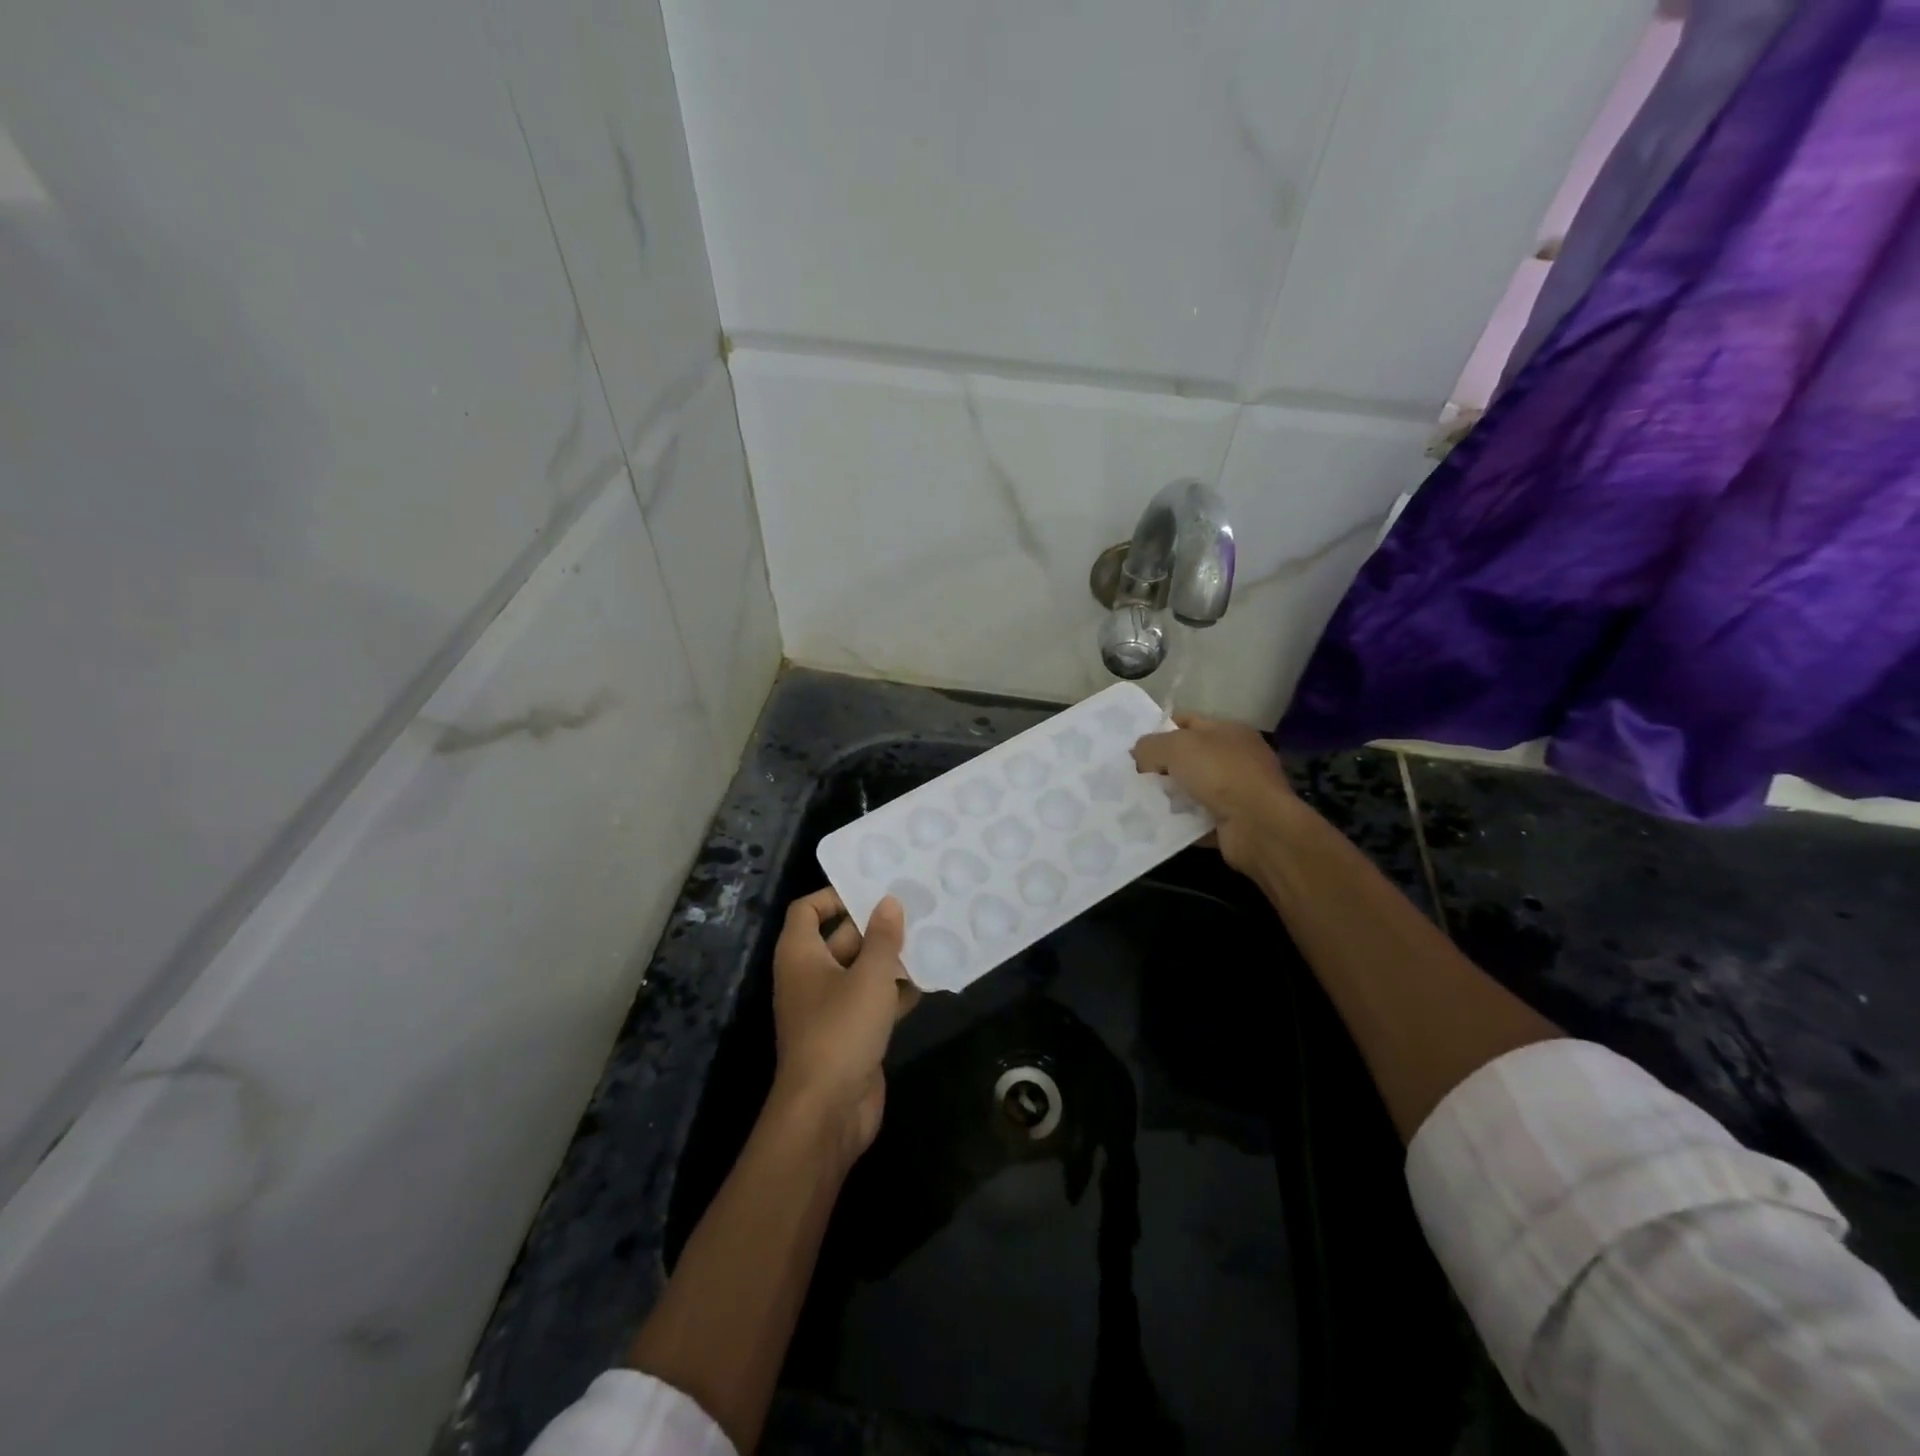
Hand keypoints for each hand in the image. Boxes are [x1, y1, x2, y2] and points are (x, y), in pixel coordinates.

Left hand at [769, 888, 919, 1168]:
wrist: (827, 1112)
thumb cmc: (841, 1031)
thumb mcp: (868, 977)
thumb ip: (882, 937)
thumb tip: (889, 901)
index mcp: (801, 956)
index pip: (807, 910)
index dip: (834, 895)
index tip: (871, 889)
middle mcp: (811, 977)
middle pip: (840, 938)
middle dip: (875, 926)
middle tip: (915, 908)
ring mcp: (830, 1008)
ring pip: (861, 971)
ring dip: (890, 958)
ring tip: (929, 937)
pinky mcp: (850, 1034)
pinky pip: (873, 1001)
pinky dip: (895, 991)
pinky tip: (928, 980)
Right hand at [1132, 712, 1303, 874]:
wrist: (1258, 826)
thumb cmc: (1220, 774)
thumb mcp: (1176, 747)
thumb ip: (1151, 745)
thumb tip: (1139, 755)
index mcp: (1228, 731)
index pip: (1187, 722)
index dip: (1159, 731)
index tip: (1134, 748)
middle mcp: (1235, 758)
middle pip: (1187, 757)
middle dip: (1160, 767)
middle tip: (1132, 777)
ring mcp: (1236, 791)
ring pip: (1190, 789)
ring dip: (1168, 796)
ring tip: (1140, 802)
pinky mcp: (1232, 821)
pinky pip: (1196, 818)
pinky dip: (1179, 821)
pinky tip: (1158, 824)